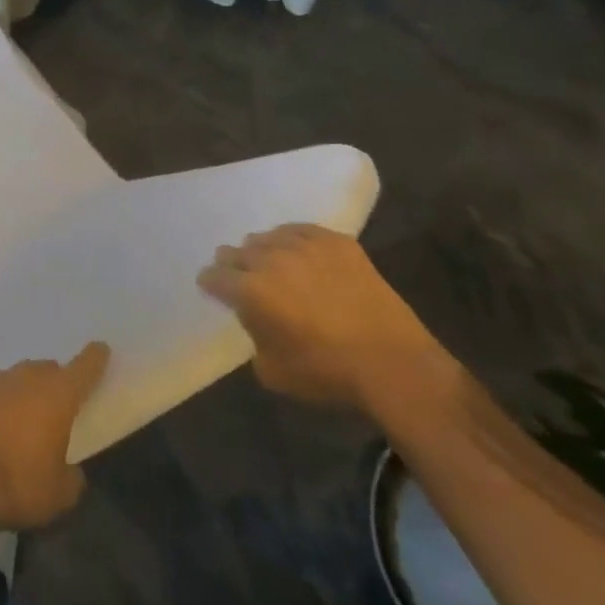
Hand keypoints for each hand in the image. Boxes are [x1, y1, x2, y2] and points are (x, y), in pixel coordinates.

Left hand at [0, 344, 109, 531]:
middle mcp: (28, 377)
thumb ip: (72, 477)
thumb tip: (68, 468)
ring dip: (26, 392)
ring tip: (24, 421)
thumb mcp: (59, 496)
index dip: (95, 358)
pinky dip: (0, 401)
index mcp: (58, 394)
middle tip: (58, 411)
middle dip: (56, 384)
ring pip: (20, 377)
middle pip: (49, 370)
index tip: (101, 349)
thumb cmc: (16, 485)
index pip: (84, 367)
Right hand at [199, 223, 439, 408]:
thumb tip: (256, 317)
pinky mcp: (337, 243)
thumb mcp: (272, 370)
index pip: (215, 276)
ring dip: (263, 252)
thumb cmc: (328, 373)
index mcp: (251, 291)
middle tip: (243, 280)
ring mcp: (305, 246)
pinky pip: (301, 230)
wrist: (394, 364)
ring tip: (274, 266)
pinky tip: (299, 253)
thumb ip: (253, 335)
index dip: (211, 284)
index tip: (213, 289)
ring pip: (267, 237)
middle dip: (234, 266)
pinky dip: (293, 240)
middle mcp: (271, 260)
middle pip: (237, 251)